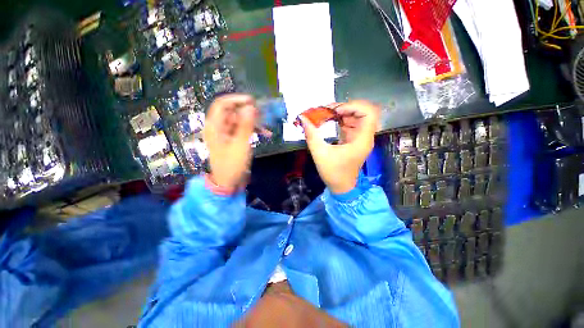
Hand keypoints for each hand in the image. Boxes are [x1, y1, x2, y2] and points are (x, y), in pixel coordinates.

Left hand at [203, 94, 256, 189]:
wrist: (228, 182)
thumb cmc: (232, 164)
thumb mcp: (240, 144)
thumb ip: (246, 125)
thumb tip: (250, 107)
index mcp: (214, 126)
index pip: (222, 104)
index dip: (236, 99)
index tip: (252, 101)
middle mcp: (218, 127)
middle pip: (232, 112)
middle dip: (248, 112)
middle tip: (262, 113)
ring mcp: (226, 134)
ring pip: (240, 121)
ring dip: (253, 122)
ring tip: (266, 125)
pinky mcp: (233, 140)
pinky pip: (243, 130)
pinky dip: (253, 131)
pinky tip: (265, 134)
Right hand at [300, 100, 378, 193]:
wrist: (341, 187)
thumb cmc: (333, 173)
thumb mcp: (320, 153)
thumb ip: (311, 135)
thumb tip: (302, 118)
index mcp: (362, 140)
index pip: (369, 113)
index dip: (354, 107)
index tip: (336, 111)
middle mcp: (364, 137)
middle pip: (364, 112)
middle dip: (346, 107)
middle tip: (329, 110)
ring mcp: (360, 138)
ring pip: (357, 116)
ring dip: (343, 112)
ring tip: (327, 113)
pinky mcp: (354, 140)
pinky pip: (351, 123)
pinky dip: (341, 119)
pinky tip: (330, 120)